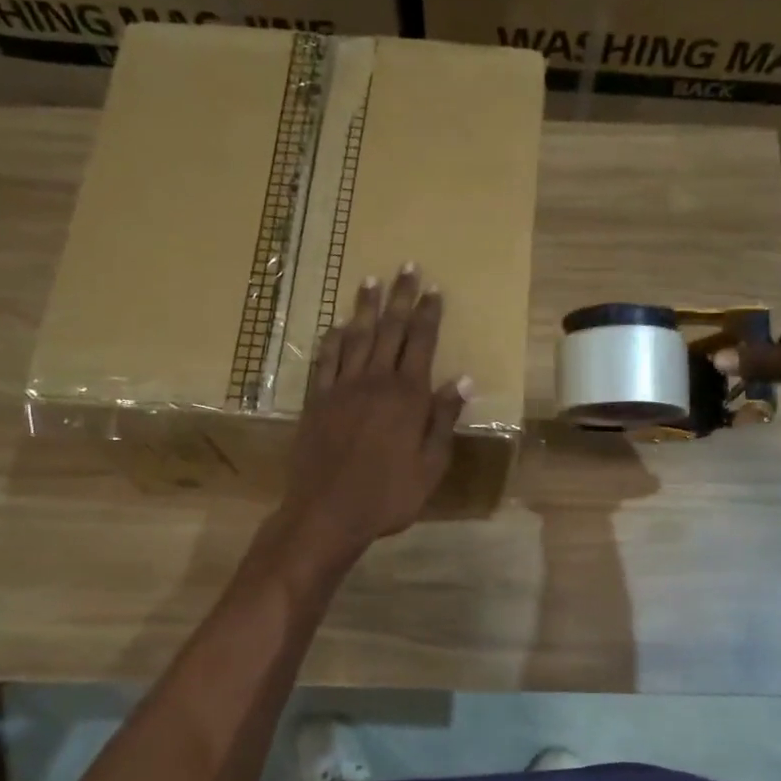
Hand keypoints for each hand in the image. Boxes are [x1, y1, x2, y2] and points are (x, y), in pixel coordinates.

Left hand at [275, 265, 468, 566]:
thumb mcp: (430, 465)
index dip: (429, 314)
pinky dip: (331, 340)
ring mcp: (341, 388)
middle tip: (406, 267)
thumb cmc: (388, 495)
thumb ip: (443, 419)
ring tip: (370, 282)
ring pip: (355, 337)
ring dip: (365, 308)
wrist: (327, 512)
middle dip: (400, 297)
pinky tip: (335, 327)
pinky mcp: (316, 401)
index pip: (421, 343)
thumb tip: (464, 379)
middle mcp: (374, 381)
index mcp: (407, 396)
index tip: (435, 289)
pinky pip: (324, 361)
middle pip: (390, 330)